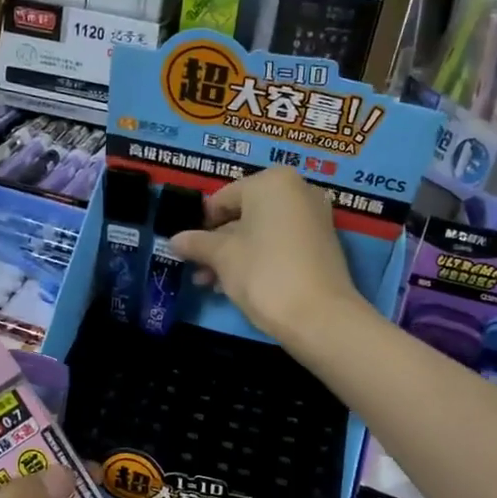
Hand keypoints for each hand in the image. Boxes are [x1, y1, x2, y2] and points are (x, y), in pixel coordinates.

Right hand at [169, 167, 362, 344]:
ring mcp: (314, 217)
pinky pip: (281, 243)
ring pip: (262, 231)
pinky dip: (260, 258)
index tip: (187, 248)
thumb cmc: (263, 273)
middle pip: (245, 214)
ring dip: (234, 255)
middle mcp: (298, 190)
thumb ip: (197, 244)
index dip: (201, 224)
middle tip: (197, 269)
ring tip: (211, 284)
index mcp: (272, 182)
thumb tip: (173, 240)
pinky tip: (238, 284)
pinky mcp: (323, 244)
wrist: (318, 316)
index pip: (223, 198)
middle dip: (218, 243)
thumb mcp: (222, 257)